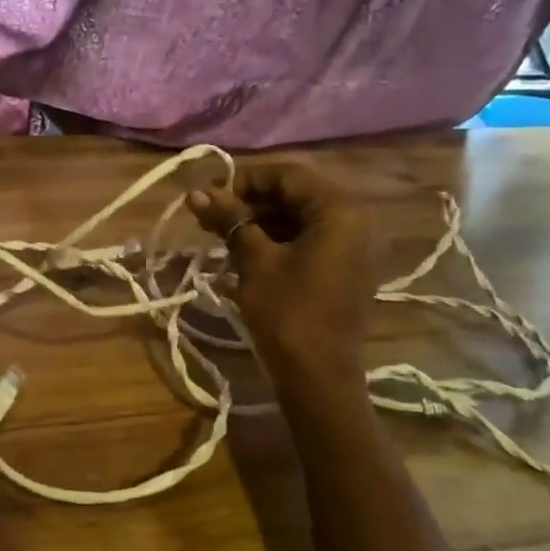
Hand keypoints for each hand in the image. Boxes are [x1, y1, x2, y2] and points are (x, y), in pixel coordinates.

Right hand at [187, 161, 376, 377]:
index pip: (287, 175)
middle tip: (208, 219)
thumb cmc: (287, 313)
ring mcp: (349, 246)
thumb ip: (230, 220)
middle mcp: (353, 220)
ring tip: (218, 238)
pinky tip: (241, 255)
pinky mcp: (340, 269)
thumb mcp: (255, 261)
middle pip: (293, 195)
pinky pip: (304, 241)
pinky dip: (273, 242)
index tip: (210, 198)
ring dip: (257, 223)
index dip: (244, 181)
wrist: (317, 376)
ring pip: (296, 219)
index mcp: (339, 210)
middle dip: (248, 204)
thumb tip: (196, 192)